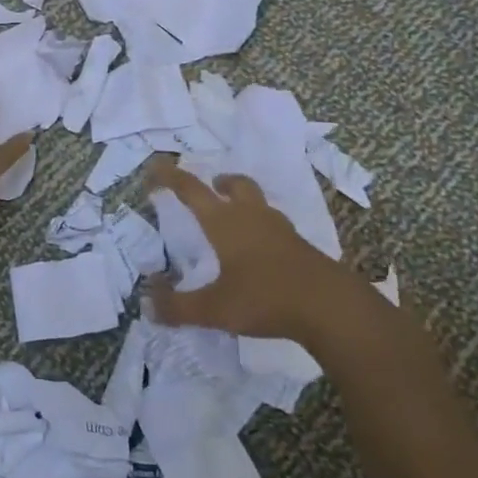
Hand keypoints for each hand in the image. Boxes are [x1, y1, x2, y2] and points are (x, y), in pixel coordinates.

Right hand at [145, 160, 385, 352]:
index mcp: (225, 223)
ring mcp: (281, 231)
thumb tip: (146, 305)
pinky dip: (263, 228)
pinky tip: (261, 251)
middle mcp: (252, 218)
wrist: (332, 308)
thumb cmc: (266, 298)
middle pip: (236, 185)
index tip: (155, 168)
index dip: (171, 176)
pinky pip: (276, 227)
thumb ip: (178, 307)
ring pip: (259, 203)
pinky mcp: (301, 248)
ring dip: (244, 201)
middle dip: (220, 183)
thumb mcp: (214, 309)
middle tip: (211, 187)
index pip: (191, 190)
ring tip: (234, 218)